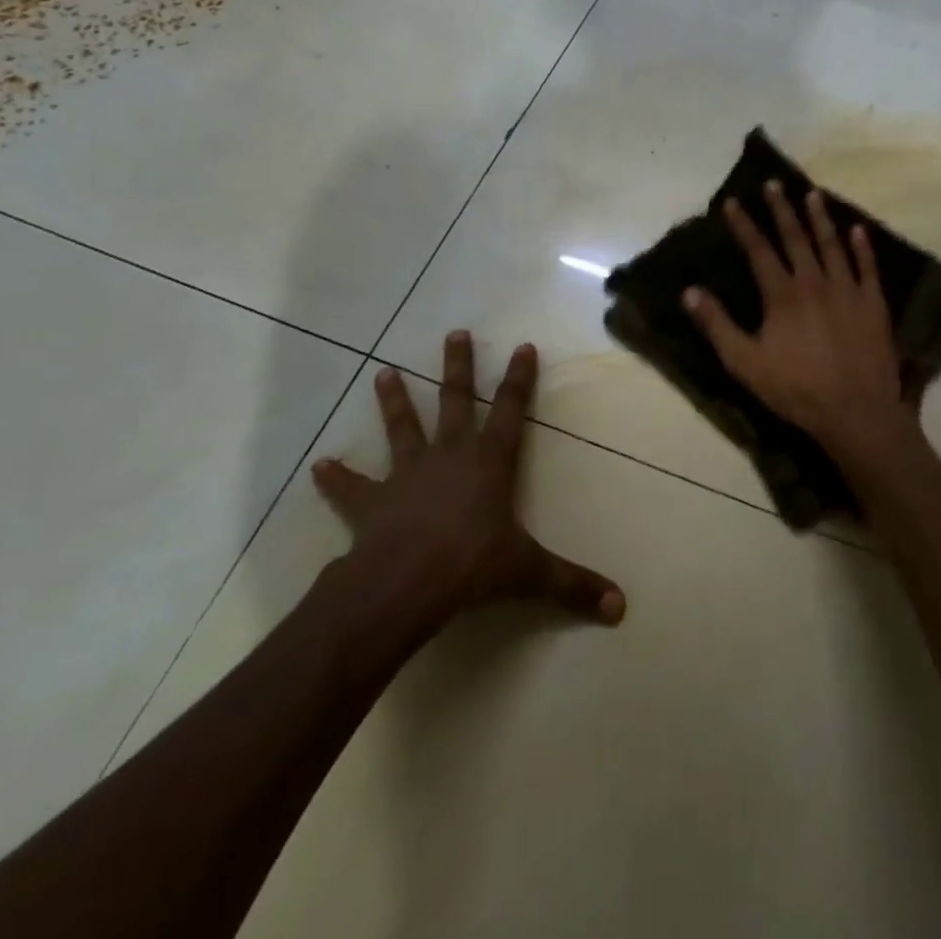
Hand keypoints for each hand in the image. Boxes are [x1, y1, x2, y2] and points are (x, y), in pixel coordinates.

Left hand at [311, 332, 626, 629]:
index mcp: (489, 462)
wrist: (404, 585)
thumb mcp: (530, 574)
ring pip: (403, 428)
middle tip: (455, 333)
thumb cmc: (472, 567)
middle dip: (458, 367)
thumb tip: (621, 607)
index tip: (522, 346)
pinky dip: (336, 477)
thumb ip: (574, 585)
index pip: (511, 410)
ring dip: (395, 401)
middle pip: (456, 401)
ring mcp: (408, 474)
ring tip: (383, 373)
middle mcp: (450, 455)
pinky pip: (351, 487)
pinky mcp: (373, 501)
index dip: (520, 378)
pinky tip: (319, 466)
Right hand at [682, 181, 923, 471]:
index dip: (744, 224)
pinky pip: (867, 267)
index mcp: (782, 294)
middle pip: (795, 238)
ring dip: (820, 218)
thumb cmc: (796, 389)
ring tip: (812, 194)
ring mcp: (847, 290)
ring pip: (832, 245)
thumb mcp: (744, 363)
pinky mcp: (873, 304)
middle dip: (782, 209)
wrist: (856, 412)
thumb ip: (717, 325)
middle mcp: (814, 282)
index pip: (759, 250)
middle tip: (774, 184)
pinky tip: (857, 230)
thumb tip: (689, 291)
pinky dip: (862, 247)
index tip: (732, 202)